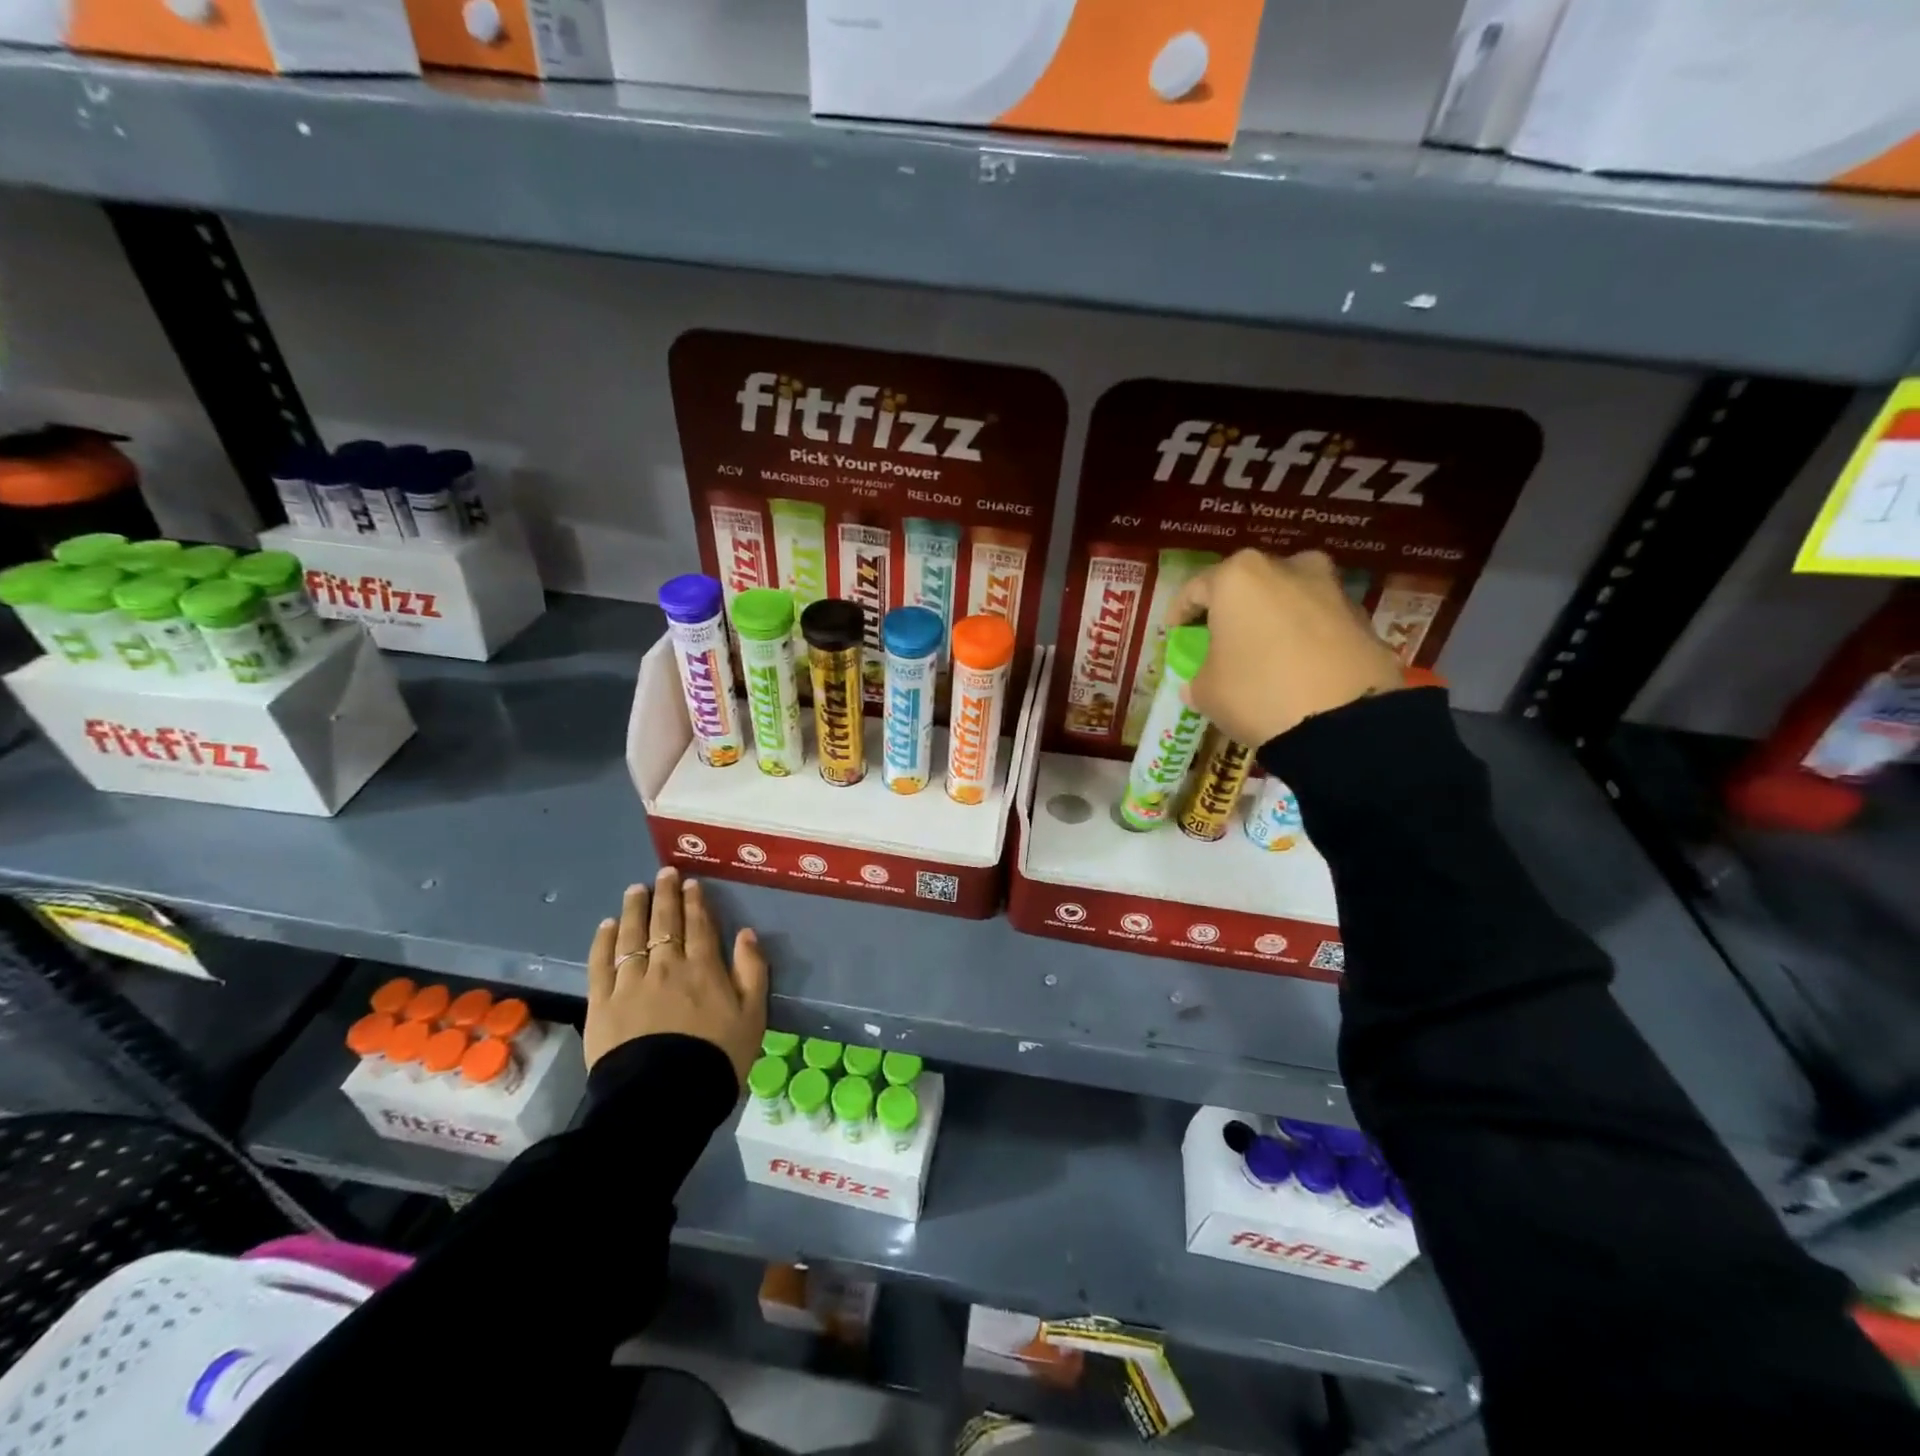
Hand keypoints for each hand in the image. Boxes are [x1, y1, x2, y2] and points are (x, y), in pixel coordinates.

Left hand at [584, 866, 768, 1084]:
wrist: (663, 1097)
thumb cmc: (717, 1057)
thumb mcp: (753, 1015)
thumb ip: (752, 971)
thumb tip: (746, 933)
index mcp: (704, 968)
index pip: (699, 925)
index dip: (696, 901)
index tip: (691, 883)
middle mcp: (666, 966)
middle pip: (665, 922)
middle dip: (665, 894)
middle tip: (664, 873)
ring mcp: (631, 982)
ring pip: (632, 935)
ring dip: (634, 909)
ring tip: (635, 890)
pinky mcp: (602, 1003)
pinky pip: (602, 963)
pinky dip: (604, 941)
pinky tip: (607, 926)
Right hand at [1176, 549, 1403, 746]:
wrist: (1343, 721)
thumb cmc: (1256, 693)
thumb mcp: (1207, 692)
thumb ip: (1197, 678)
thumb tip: (1198, 682)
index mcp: (1238, 578)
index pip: (1195, 589)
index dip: (1180, 613)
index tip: (1176, 632)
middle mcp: (1286, 568)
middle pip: (1248, 585)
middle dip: (1233, 609)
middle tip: (1222, 638)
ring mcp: (1330, 589)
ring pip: (1288, 598)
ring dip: (1273, 618)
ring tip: (1265, 651)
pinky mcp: (1362, 616)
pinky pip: (1319, 621)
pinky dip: (1305, 635)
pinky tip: (1298, 665)